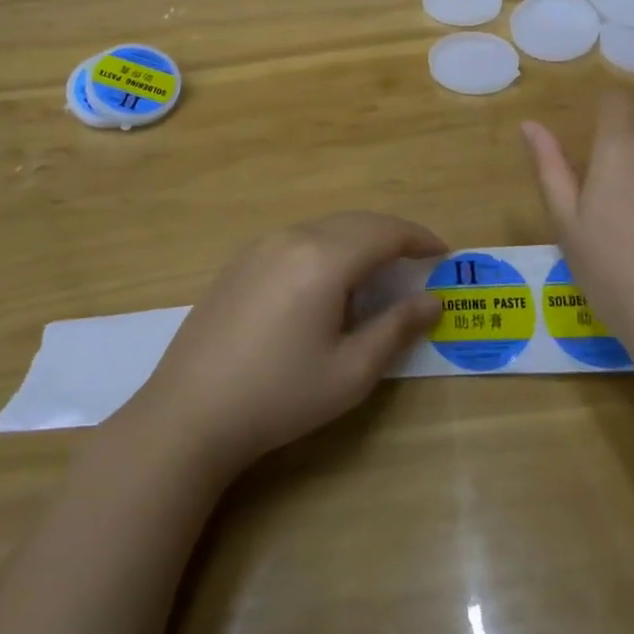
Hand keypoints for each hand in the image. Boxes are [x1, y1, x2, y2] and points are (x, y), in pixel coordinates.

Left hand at [124, 213, 445, 478]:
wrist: (190, 412)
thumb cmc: (280, 396)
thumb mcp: (350, 372)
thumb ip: (396, 328)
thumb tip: (433, 301)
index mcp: (323, 259)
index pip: (384, 233)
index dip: (419, 238)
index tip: (444, 253)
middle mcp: (292, 238)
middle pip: (355, 222)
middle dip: (392, 235)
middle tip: (418, 260)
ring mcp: (260, 246)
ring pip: (324, 228)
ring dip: (358, 239)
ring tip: (379, 270)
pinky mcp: (240, 261)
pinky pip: (296, 239)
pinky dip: (326, 247)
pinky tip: (327, 281)